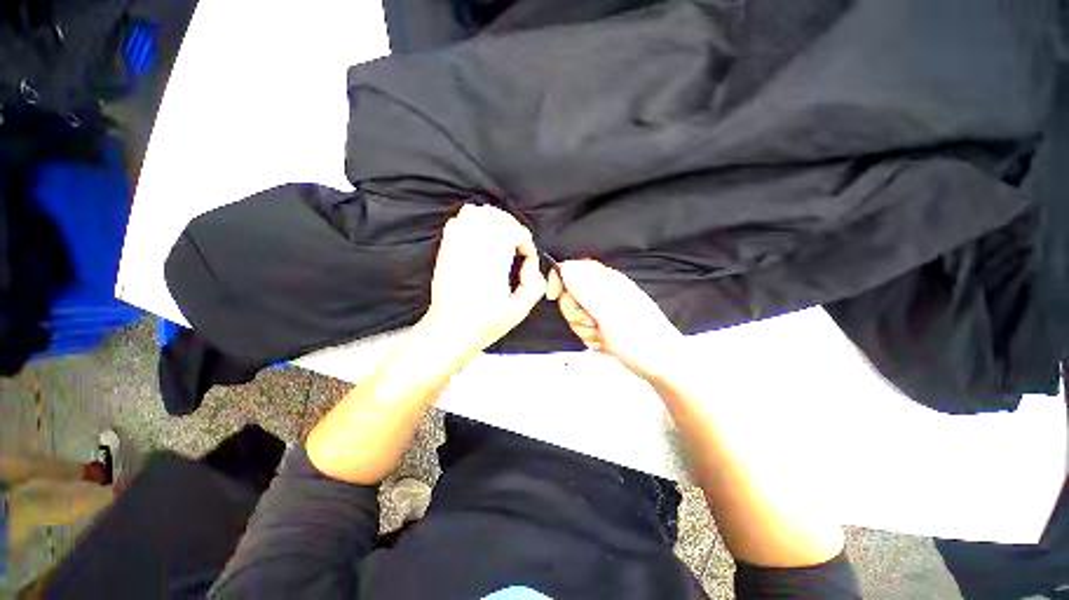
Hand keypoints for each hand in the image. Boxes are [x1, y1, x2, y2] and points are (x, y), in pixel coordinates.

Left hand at [419, 204, 546, 360]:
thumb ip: (535, 285)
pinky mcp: (446, 249)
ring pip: (475, 213)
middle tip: (517, 245)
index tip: (526, 257)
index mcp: (491, 266)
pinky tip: (481, 239)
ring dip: (494, 221)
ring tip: (501, 239)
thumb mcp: (519, 311)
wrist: (449, 329)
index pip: (512, 232)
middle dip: (512, 226)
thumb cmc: (484, 324)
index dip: (525, 241)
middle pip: (495, 216)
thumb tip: (532, 265)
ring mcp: (455, 248)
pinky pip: (458, 220)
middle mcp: (471, 251)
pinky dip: (473, 222)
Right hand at [546, 259, 683, 380]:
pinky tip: (605, 343)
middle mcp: (604, 292)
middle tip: (592, 323)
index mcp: (607, 281)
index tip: (554, 296)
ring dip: (583, 329)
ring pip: (575, 314)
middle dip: (575, 313)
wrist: (661, 364)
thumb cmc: (640, 337)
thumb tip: (565, 267)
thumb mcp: (609, 311)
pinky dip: (590, 338)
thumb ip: (585, 289)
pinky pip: (584, 328)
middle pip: (570, 294)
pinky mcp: (603, 325)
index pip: (573, 268)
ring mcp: (603, 310)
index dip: (560, 279)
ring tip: (602, 335)